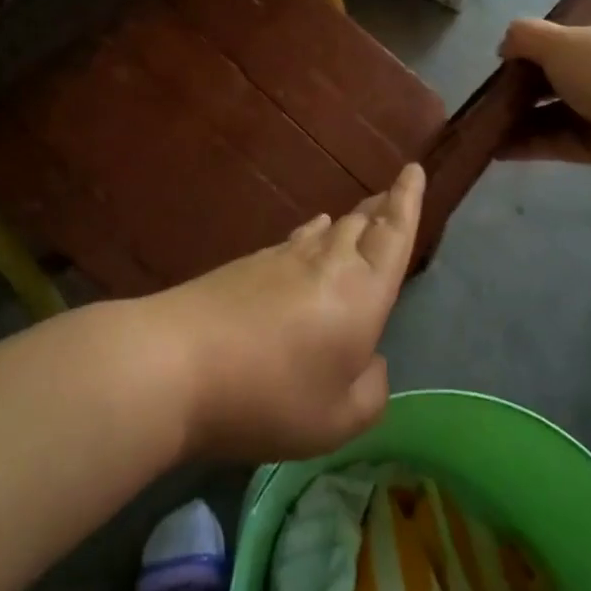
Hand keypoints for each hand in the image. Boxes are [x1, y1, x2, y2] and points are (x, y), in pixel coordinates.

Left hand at [150, 163, 425, 461]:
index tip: (413, 170)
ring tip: (357, 218)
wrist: (176, 361)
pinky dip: (310, 237)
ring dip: (346, 223)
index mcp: (361, 293)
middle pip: (360, 225)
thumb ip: (369, 391)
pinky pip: (293, 243)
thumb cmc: (270, 395)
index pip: (393, 235)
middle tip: (390, 194)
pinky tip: (306, 240)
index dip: (407, 202)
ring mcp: (281, 259)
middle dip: (380, 208)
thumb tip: (370, 361)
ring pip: (325, 231)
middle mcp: (326, 262)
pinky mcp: (245, 266)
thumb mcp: (338, 420)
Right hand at [497, 14, 590, 188]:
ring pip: (558, 112)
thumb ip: (525, 37)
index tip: (505, 64)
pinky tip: (498, 149)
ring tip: (486, 127)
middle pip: (561, 76)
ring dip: (523, 119)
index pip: (569, 38)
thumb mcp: (559, 41)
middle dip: (524, 88)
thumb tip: (504, 45)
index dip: (536, 49)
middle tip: (490, 97)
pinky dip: (532, 144)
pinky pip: (561, 141)